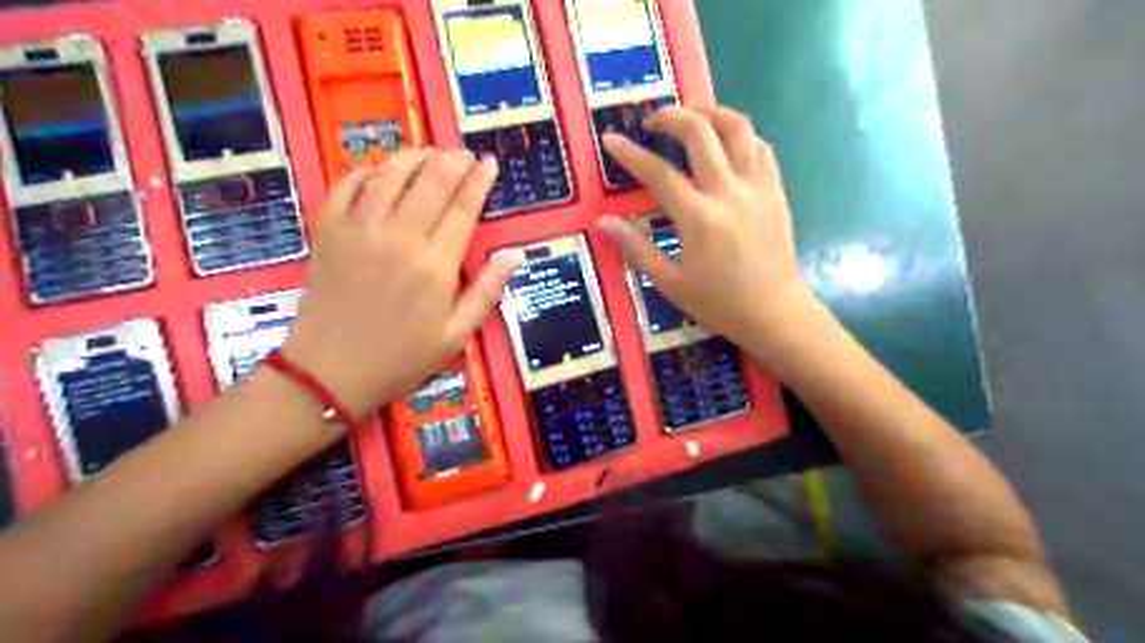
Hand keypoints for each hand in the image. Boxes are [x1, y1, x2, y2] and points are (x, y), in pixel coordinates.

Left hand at [282, 151, 521, 421]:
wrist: (330, 373)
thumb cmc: (401, 358)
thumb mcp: (456, 335)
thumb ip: (487, 291)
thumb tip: (514, 255)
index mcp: (435, 265)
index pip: (463, 207)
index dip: (479, 180)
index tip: (490, 162)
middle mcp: (399, 238)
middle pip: (430, 181)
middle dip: (452, 160)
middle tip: (464, 153)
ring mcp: (359, 230)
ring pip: (390, 174)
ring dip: (413, 157)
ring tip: (430, 153)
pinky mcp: (329, 232)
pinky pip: (347, 186)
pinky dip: (366, 171)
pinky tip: (381, 170)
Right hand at [595, 107, 817, 362]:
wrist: (775, 313)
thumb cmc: (720, 303)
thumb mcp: (670, 283)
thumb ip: (636, 249)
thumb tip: (604, 222)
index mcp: (698, 218)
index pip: (658, 173)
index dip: (630, 154)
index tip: (610, 139)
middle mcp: (729, 191)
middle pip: (699, 132)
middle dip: (671, 117)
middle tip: (652, 122)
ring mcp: (757, 187)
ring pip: (737, 127)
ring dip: (709, 113)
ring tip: (690, 118)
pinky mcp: (775, 190)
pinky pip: (759, 146)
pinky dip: (738, 135)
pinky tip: (724, 144)